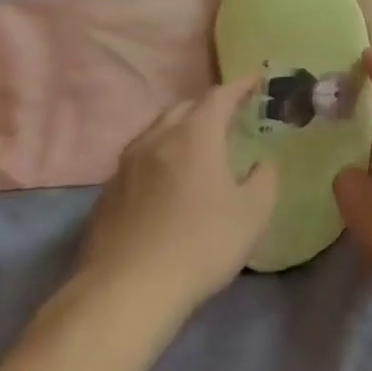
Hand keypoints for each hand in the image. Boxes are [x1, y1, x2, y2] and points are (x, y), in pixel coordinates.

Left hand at [74, 76, 278, 319]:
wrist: (126, 292)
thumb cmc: (201, 244)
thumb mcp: (254, 212)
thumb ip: (265, 179)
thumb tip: (261, 164)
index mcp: (196, 135)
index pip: (220, 95)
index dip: (240, 85)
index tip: (256, 78)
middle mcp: (157, 139)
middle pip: (184, 108)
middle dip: (208, 106)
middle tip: (228, 117)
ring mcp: (126, 166)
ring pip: (156, 132)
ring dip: (179, 130)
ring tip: (196, 147)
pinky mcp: (107, 194)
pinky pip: (138, 161)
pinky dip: (159, 158)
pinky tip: (166, 184)